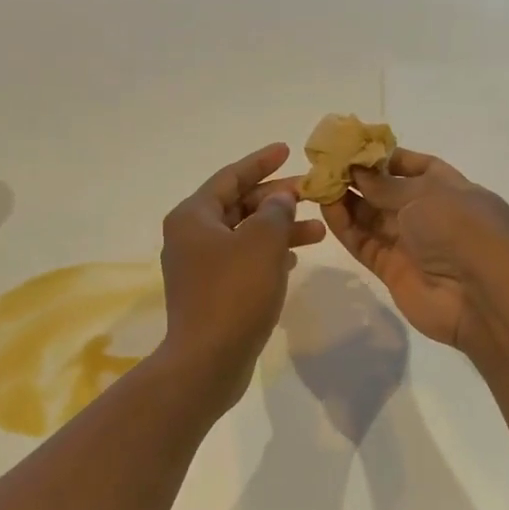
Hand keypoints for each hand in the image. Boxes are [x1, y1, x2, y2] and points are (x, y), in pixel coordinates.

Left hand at [158, 143, 326, 411]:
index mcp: (193, 216)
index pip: (230, 177)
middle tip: (311, 193)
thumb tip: (280, 198)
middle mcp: (190, 236)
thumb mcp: (262, 243)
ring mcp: (199, 267)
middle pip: (237, 205)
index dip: (261, 162)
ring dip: (279, 230)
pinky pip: (242, 261)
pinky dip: (268, 255)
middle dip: (276, 199)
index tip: (287, 149)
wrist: (208, 360)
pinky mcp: (211, 293)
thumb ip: (275, 211)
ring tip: (318, 230)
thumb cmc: (234, 294)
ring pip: (244, 235)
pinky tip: (294, 260)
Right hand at [323, 148, 508, 357]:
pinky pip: (365, 244)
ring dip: (348, 201)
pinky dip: (346, 227)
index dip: (389, 158)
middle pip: (390, 193)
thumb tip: (357, 170)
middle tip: (328, 165)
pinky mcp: (392, 270)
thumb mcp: (426, 195)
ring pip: (373, 219)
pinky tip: (326, 208)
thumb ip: (386, 185)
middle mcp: (432, 216)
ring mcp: (412, 245)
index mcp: (454, 190)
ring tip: (319, 183)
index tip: (357, 149)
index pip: (419, 168)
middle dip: (361, 179)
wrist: (479, 297)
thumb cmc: (462, 231)